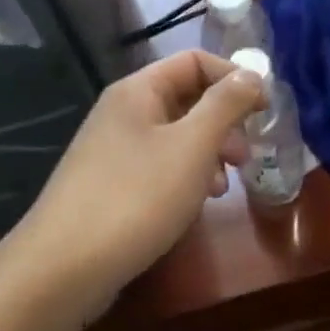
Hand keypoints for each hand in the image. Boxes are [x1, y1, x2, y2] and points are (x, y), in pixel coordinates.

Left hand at [7, 50, 262, 315]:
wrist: (64, 269)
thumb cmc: (137, 197)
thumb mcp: (193, 146)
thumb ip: (226, 105)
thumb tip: (252, 74)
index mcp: (138, 91)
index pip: (195, 61)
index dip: (234, 78)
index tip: (265, 110)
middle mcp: (123, 112)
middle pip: (186, 98)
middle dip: (224, 122)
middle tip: (245, 156)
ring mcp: (113, 150)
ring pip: (176, 136)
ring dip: (209, 153)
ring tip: (223, 187)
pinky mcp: (111, 184)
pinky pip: (159, 165)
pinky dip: (186, 176)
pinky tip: (197, 203)